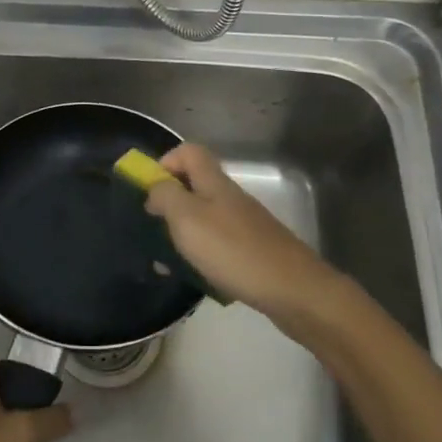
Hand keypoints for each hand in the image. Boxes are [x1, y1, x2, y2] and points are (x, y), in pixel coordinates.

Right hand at [143, 144, 355, 340]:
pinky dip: (201, 256)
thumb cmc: (233, 250)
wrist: (293, 290)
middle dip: (168, 204)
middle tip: (153, 230)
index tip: (149, 191)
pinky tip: (196, 277)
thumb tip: (155, 187)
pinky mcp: (252, 250)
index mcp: (214, 183)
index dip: (165, 163)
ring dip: (182, 234)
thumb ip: (165, 196)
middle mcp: (230, 197)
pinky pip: (217, 244)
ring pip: (203, 218)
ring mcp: (244, 224)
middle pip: (194, 186)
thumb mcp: (187, 219)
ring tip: (167, 262)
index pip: (188, 152)